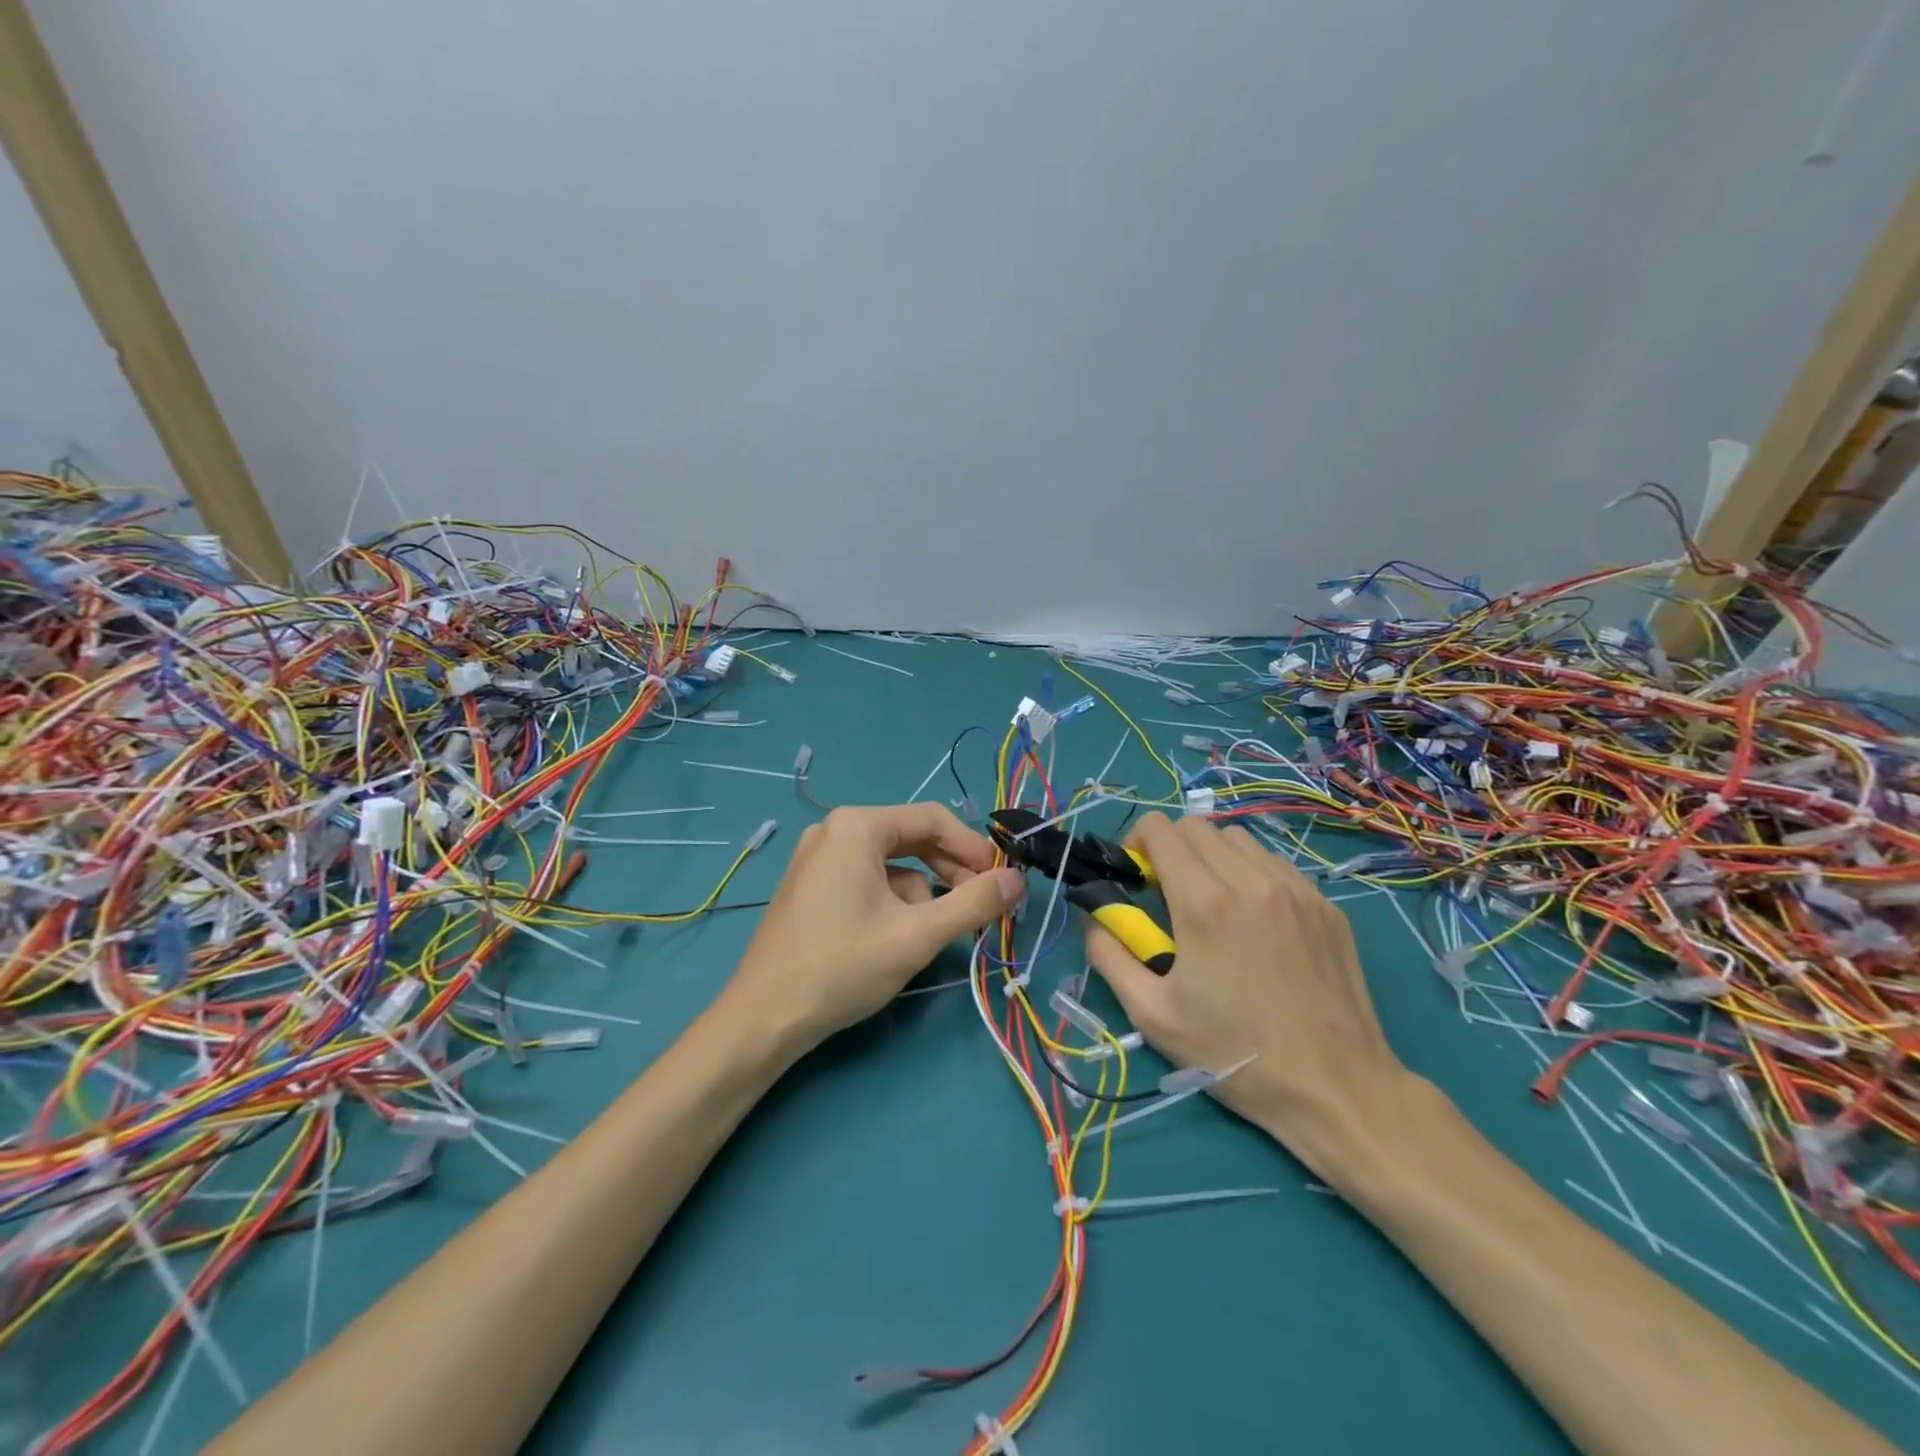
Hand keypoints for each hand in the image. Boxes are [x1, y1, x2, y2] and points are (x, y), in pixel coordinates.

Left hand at [726, 803, 1026, 1048]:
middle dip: (950, 873)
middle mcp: (835, 829)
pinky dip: (892, 903)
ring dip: (921, 895)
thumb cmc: (842, 967)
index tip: (1002, 882)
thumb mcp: (917, 935)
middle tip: (980, 908)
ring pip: (892, 865)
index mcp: (857, 825)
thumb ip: (974, 904)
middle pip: (912, 839)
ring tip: (932, 935)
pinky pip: (867, 880)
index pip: (933, 819)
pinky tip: (895, 939)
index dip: (974, 849)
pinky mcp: (811, 886)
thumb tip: (1018, 880)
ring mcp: (818, 858)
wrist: (763, 1019)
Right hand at [1083, 813, 1420, 1184]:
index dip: (1137, 842)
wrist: (1337, 1090)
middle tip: (1168, 894)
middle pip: (1197, 826)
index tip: (1136, 877)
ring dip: (1212, 857)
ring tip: (1213, 904)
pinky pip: (1276, 864)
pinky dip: (1252, 873)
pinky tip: (1255, 920)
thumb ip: (1109, 955)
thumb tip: (1094, 916)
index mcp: (1204, 903)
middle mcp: (1251, 881)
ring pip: (1238, 839)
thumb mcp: (1152, 1015)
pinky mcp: (1326, 906)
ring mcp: (1297, 890)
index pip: (1161, 830)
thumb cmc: (1235, 1054)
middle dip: (1171, 848)